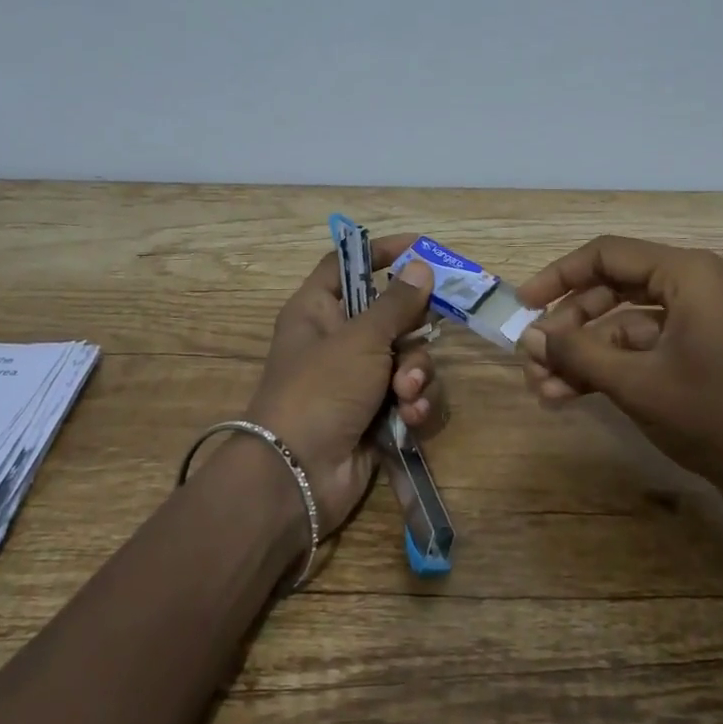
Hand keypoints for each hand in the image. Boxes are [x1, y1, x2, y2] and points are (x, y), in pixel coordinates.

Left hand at [238, 237, 439, 532]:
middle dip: (413, 332)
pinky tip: (411, 419)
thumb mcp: (360, 339)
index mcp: (318, 310)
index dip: (380, 252)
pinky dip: (416, 406)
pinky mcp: (378, 415)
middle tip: (425, 334)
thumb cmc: (320, 390)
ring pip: (410, 358)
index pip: (347, 264)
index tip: (420, 248)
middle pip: (391, 315)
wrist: (297, 475)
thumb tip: (422, 266)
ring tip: (406, 394)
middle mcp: (339, 341)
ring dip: (417, 375)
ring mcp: (359, 381)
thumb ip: (397, 304)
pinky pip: (412, 396)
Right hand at [513, 236, 722, 512]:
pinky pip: (646, 348)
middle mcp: (695, 285)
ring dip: (585, 355)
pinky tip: (570, 396)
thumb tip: (529, 337)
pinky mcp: (702, 352)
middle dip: (570, 326)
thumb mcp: (635, 382)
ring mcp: (701, 321)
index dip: (559, 277)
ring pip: (625, 325)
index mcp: (688, 273)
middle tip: (532, 357)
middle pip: (613, 289)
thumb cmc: (712, 415)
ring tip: (542, 388)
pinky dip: (611, 368)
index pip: (607, 256)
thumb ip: (577, 353)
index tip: (523, 305)